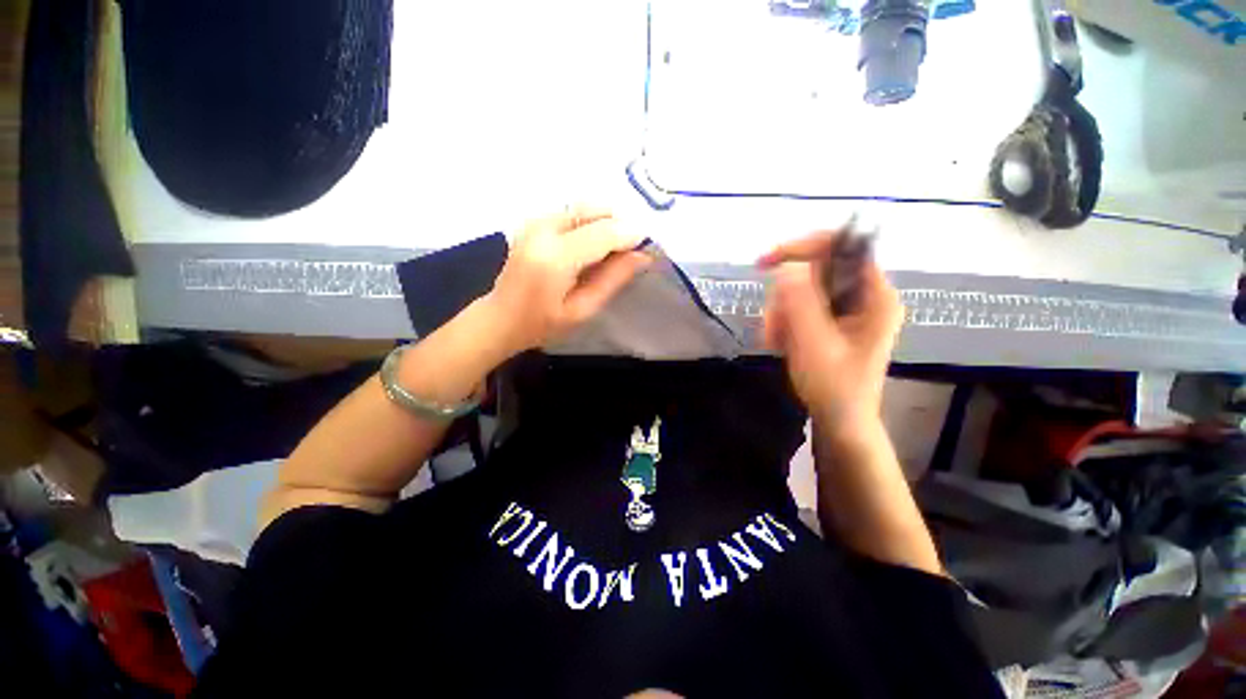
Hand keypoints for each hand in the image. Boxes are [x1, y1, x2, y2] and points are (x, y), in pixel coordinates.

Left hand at [484, 206, 651, 357]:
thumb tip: (643, 256)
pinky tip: (593, 245)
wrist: (500, 317)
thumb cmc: (542, 324)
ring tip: (614, 250)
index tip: (648, 247)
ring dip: (606, 222)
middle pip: (595, 210)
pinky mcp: (533, 220)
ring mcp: (535, 220)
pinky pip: (572, 212)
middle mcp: (543, 229)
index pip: (604, 232)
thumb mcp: (582, 309)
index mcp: (555, 257)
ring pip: (585, 206)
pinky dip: (591, 222)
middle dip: (620, 225)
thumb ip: (612, 279)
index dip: (631, 235)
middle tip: (631, 250)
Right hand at [758, 231, 902, 441]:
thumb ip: (801, 303)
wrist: (839, 420)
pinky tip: (781, 343)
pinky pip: (801, 307)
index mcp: (875, 296)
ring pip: (802, 290)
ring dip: (781, 313)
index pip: (843, 248)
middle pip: (816, 271)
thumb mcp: (814, 344)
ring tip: (777, 341)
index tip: (766, 262)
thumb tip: (788, 267)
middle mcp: (865, 296)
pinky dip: (785, 322)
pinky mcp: (833, 321)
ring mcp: (848, 309)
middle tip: (774, 326)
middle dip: (786, 297)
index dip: (804, 247)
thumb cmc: (833, 387)